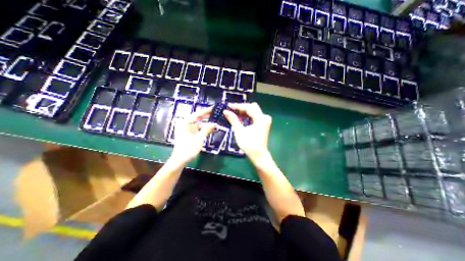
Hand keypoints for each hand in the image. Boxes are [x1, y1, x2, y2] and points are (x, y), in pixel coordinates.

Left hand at [169, 107, 215, 165]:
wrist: (180, 159)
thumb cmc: (188, 148)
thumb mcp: (199, 138)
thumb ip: (207, 129)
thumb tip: (215, 123)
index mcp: (186, 123)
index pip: (197, 114)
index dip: (206, 111)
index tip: (213, 108)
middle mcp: (186, 124)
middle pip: (198, 118)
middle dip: (207, 117)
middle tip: (216, 114)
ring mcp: (188, 129)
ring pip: (199, 124)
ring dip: (207, 124)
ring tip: (216, 123)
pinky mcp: (190, 134)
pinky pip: (198, 129)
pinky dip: (204, 129)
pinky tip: (212, 130)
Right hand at [223, 103, 270, 163]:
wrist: (258, 155)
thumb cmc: (249, 144)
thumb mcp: (239, 131)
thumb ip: (233, 119)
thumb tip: (225, 111)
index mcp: (260, 118)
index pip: (249, 107)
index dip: (238, 106)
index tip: (228, 106)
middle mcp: (264, 117)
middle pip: (252, 107)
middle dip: (241, 108)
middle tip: (231, 110)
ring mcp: (265, 121)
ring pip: (253, 111)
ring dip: (244, 112)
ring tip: (234, 114)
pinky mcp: (263, 124)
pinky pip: (255, 116)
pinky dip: (248, 116)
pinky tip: (240, 118)